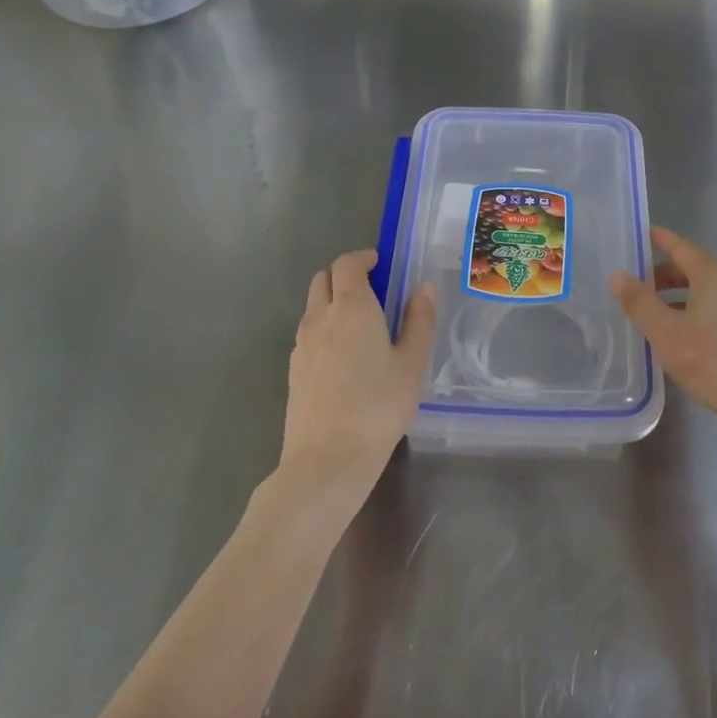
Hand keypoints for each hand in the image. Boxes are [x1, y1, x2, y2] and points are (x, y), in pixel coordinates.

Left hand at [281, 250, 435, 506]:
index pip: (347, 264)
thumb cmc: (379, 406)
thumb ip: (419, 320)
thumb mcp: (412, 363)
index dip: (363, 258)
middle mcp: (321, 317)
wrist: (327, 459)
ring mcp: (302, 344)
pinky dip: (324, 328)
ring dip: (333, 301)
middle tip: (373, 291)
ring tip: (361, 326)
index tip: (381, 264)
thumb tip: (422, 288)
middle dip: (345, 275)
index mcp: (352, 307)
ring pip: (313, 306)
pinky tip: (344, 357)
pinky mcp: (294, 369)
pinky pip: (308, 333)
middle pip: (323, 278)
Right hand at [611, 227, 716, 438]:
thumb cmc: (710, 361)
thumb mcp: (665, 332)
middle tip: (639, 287)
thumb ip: (639, 302)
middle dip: (666, 274)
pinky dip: (699, 312)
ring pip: (709, 292)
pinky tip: (686, 336)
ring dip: (681, 296)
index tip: (642, 235)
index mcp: (715, 275)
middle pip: (695, 269)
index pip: (681, 247)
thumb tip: (618, 276)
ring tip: (658, 315)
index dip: (660, 240)